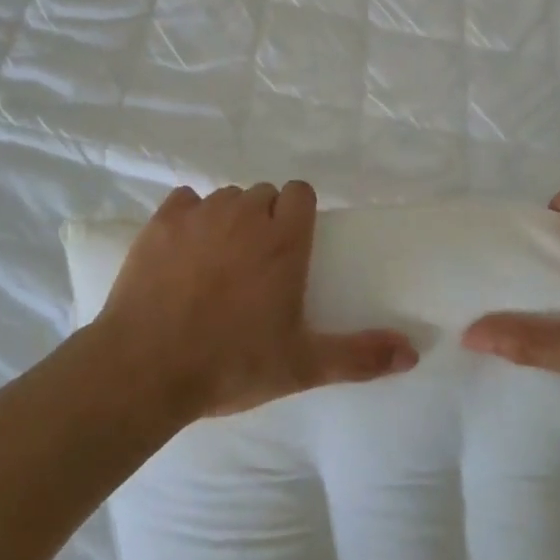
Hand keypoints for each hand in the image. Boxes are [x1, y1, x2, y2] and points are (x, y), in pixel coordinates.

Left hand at [93, 181, 419, 419]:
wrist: (145, 368)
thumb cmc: (231, 364)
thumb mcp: (301, 366)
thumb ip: (359, 356)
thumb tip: (413, 353)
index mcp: (283, 240)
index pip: (300, 192)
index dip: (298, 213)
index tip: (292, 245)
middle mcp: (244, 215)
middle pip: (263, 194)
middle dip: (264, 218)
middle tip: (256, 263)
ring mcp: (199, 214)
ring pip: (224, 198)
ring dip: (228, 219)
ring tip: (218, 261)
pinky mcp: (161, 222)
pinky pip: (184, 201)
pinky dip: (188, 217)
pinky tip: (183, 250)